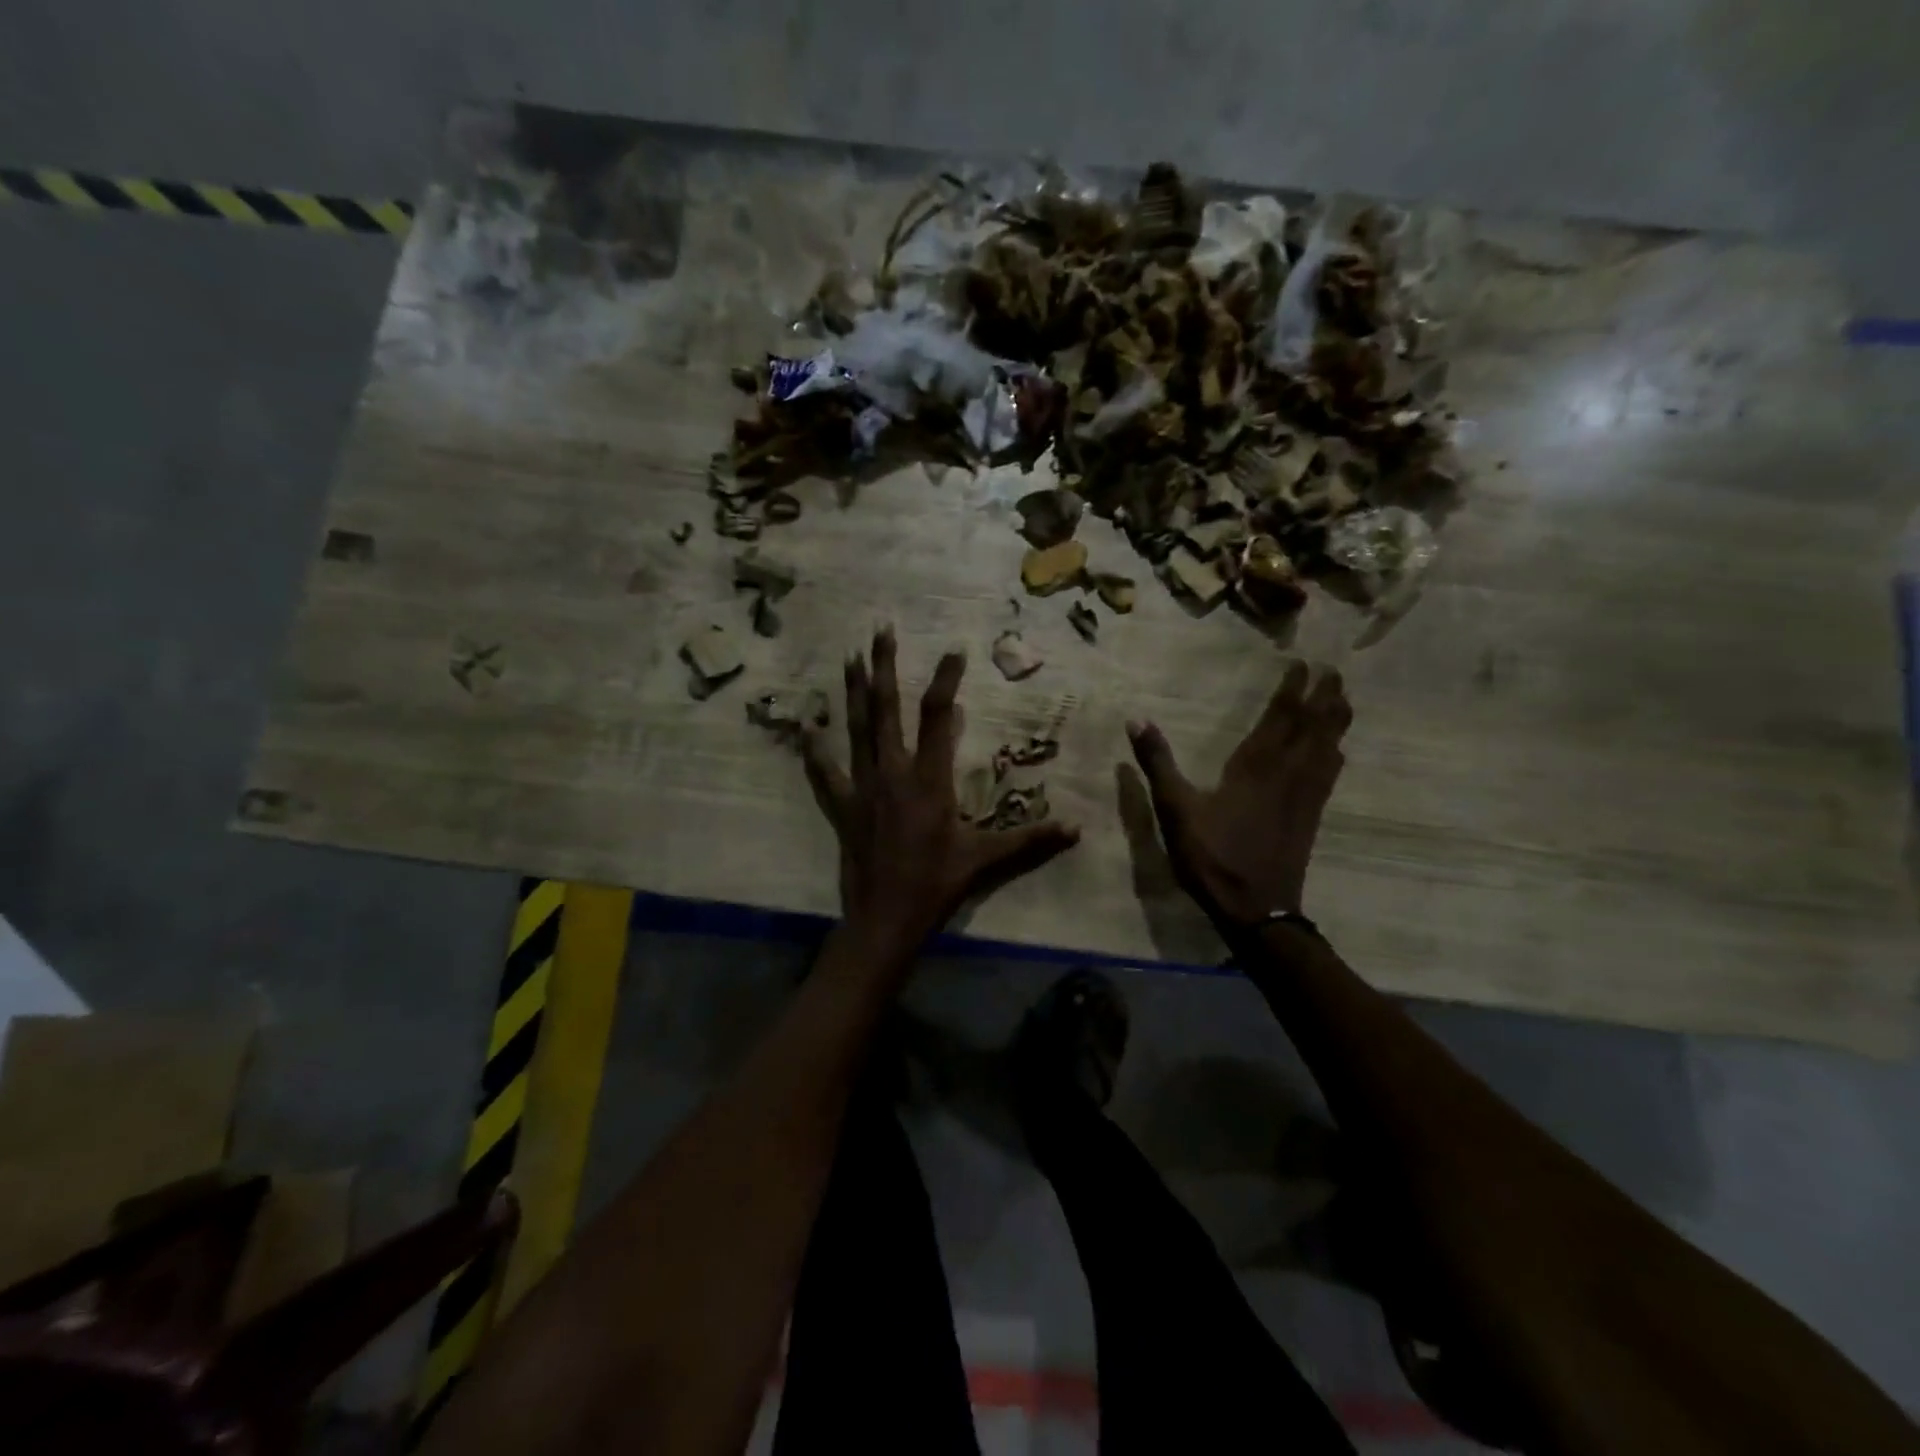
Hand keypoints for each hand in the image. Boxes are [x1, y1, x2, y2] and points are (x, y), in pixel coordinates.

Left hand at [802, 628, 1080, 950]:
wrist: (885, 919)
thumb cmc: (937, 885)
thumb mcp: (986, 859)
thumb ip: (1030, 840)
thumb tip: (1077, 830)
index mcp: (929, 779)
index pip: (937, 717)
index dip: (945, 680)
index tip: (953, 650)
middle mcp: (892, 773)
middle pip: (887, 709)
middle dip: (884, 666)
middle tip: (880, 629)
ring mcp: (863, 788)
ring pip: (856, 730)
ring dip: (853, 692)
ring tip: (848, 657)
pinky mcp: (843, 807)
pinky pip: (826, 773)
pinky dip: (816, 750)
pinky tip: (806, 728)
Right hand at [1126, 661, 1349, 929]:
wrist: (1256, 909)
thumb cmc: (1212, 855)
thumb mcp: (1175, 809)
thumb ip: (1158, 763)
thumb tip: (1136, 719)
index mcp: (1255, 766)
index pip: (1281, 717)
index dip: (1293, 689)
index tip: (1302, 663)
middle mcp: (1287, 773)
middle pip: (1314, 726)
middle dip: (1324, 695)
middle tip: (1334, 669)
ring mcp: (1304, 795)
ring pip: (1328, 747)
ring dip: (1336, 719)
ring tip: (1343, 697)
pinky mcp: (1311, 816)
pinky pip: (1329, 774)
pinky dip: (1335, 753)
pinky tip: (1337, 750)